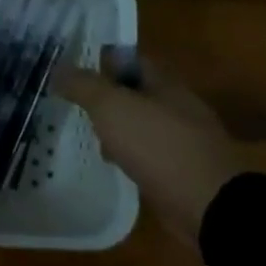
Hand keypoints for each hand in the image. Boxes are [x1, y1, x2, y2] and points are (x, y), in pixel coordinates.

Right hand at [52, 50, 238, 241]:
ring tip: (89, 135)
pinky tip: (114, 163)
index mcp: (165, 83)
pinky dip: (130, 154)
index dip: (102, 60)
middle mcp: (177, 106)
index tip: (73, 68)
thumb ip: (83, 86)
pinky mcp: (182, 171)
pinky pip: (149, 153)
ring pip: (141, 124)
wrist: (208, 205)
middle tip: (75, 103)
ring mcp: (183, 140)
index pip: (131, 59)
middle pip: (136, 91)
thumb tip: (57, 69)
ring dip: (117, 127)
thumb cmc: (158, 145)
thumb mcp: (111, 107)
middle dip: (107, 96)